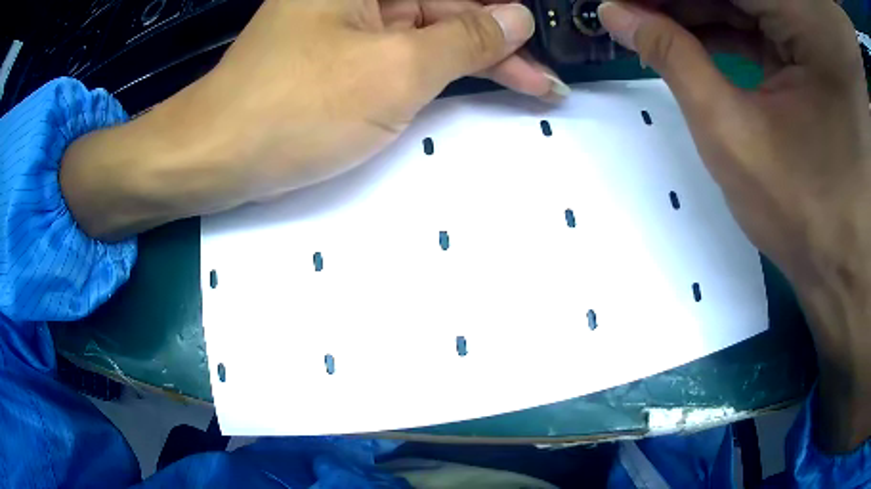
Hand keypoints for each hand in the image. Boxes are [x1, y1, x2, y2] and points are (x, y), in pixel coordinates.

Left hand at [61, 0, 568, 239]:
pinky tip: (472, 86)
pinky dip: (438, 73)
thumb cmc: (299, 107)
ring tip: (527, 88)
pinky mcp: (341, 57)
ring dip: (475, 62)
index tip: (545, 43)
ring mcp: (350, 25)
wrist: (217, 155)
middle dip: (498, 45)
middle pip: (446, 10)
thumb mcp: (396, 68)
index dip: (505, 14)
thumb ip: (465, 38)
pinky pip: (402, 56)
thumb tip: (517, 17)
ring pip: (429, 35)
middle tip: (543, 84)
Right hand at [598, 0, 870, 451]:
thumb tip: (617, 15)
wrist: (847, 268)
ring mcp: (816, 33)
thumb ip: (673, 59)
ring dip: (698, 8)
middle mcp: (811, 16)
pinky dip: (725, 23)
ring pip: (746, 1)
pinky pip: (762, 19)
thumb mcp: (733, 132)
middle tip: (631, 11)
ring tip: (651, 22)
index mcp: (805, 18)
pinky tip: (690, 33)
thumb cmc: (807, 214)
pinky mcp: (815, 53)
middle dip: (679, 0)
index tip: (622, 2)